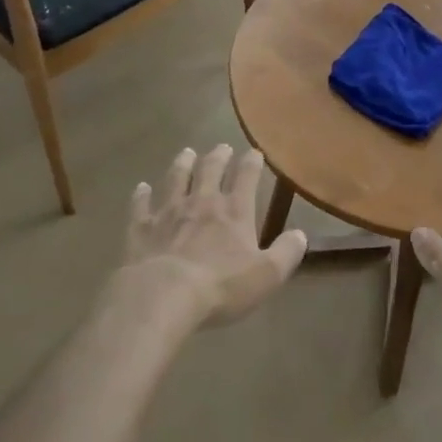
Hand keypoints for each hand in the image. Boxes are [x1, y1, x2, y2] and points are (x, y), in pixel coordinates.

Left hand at [121, 145, 306, 326]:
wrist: (162, 295)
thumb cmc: (220, 286)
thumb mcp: (266, 275)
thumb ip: (287, 253)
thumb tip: (301, 234)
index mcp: (235, 211)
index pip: (246, 177)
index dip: (252, 163)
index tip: (254, 152)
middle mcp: (202, 202)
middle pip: (210, 170)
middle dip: (218, 156)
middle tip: (222, 146)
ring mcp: (168, 212)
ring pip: (176, 179)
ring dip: (182, 164)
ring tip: (186, 152)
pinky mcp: (141, 227)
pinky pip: (141, 205)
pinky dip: (141, 195)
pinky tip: (141, 187)